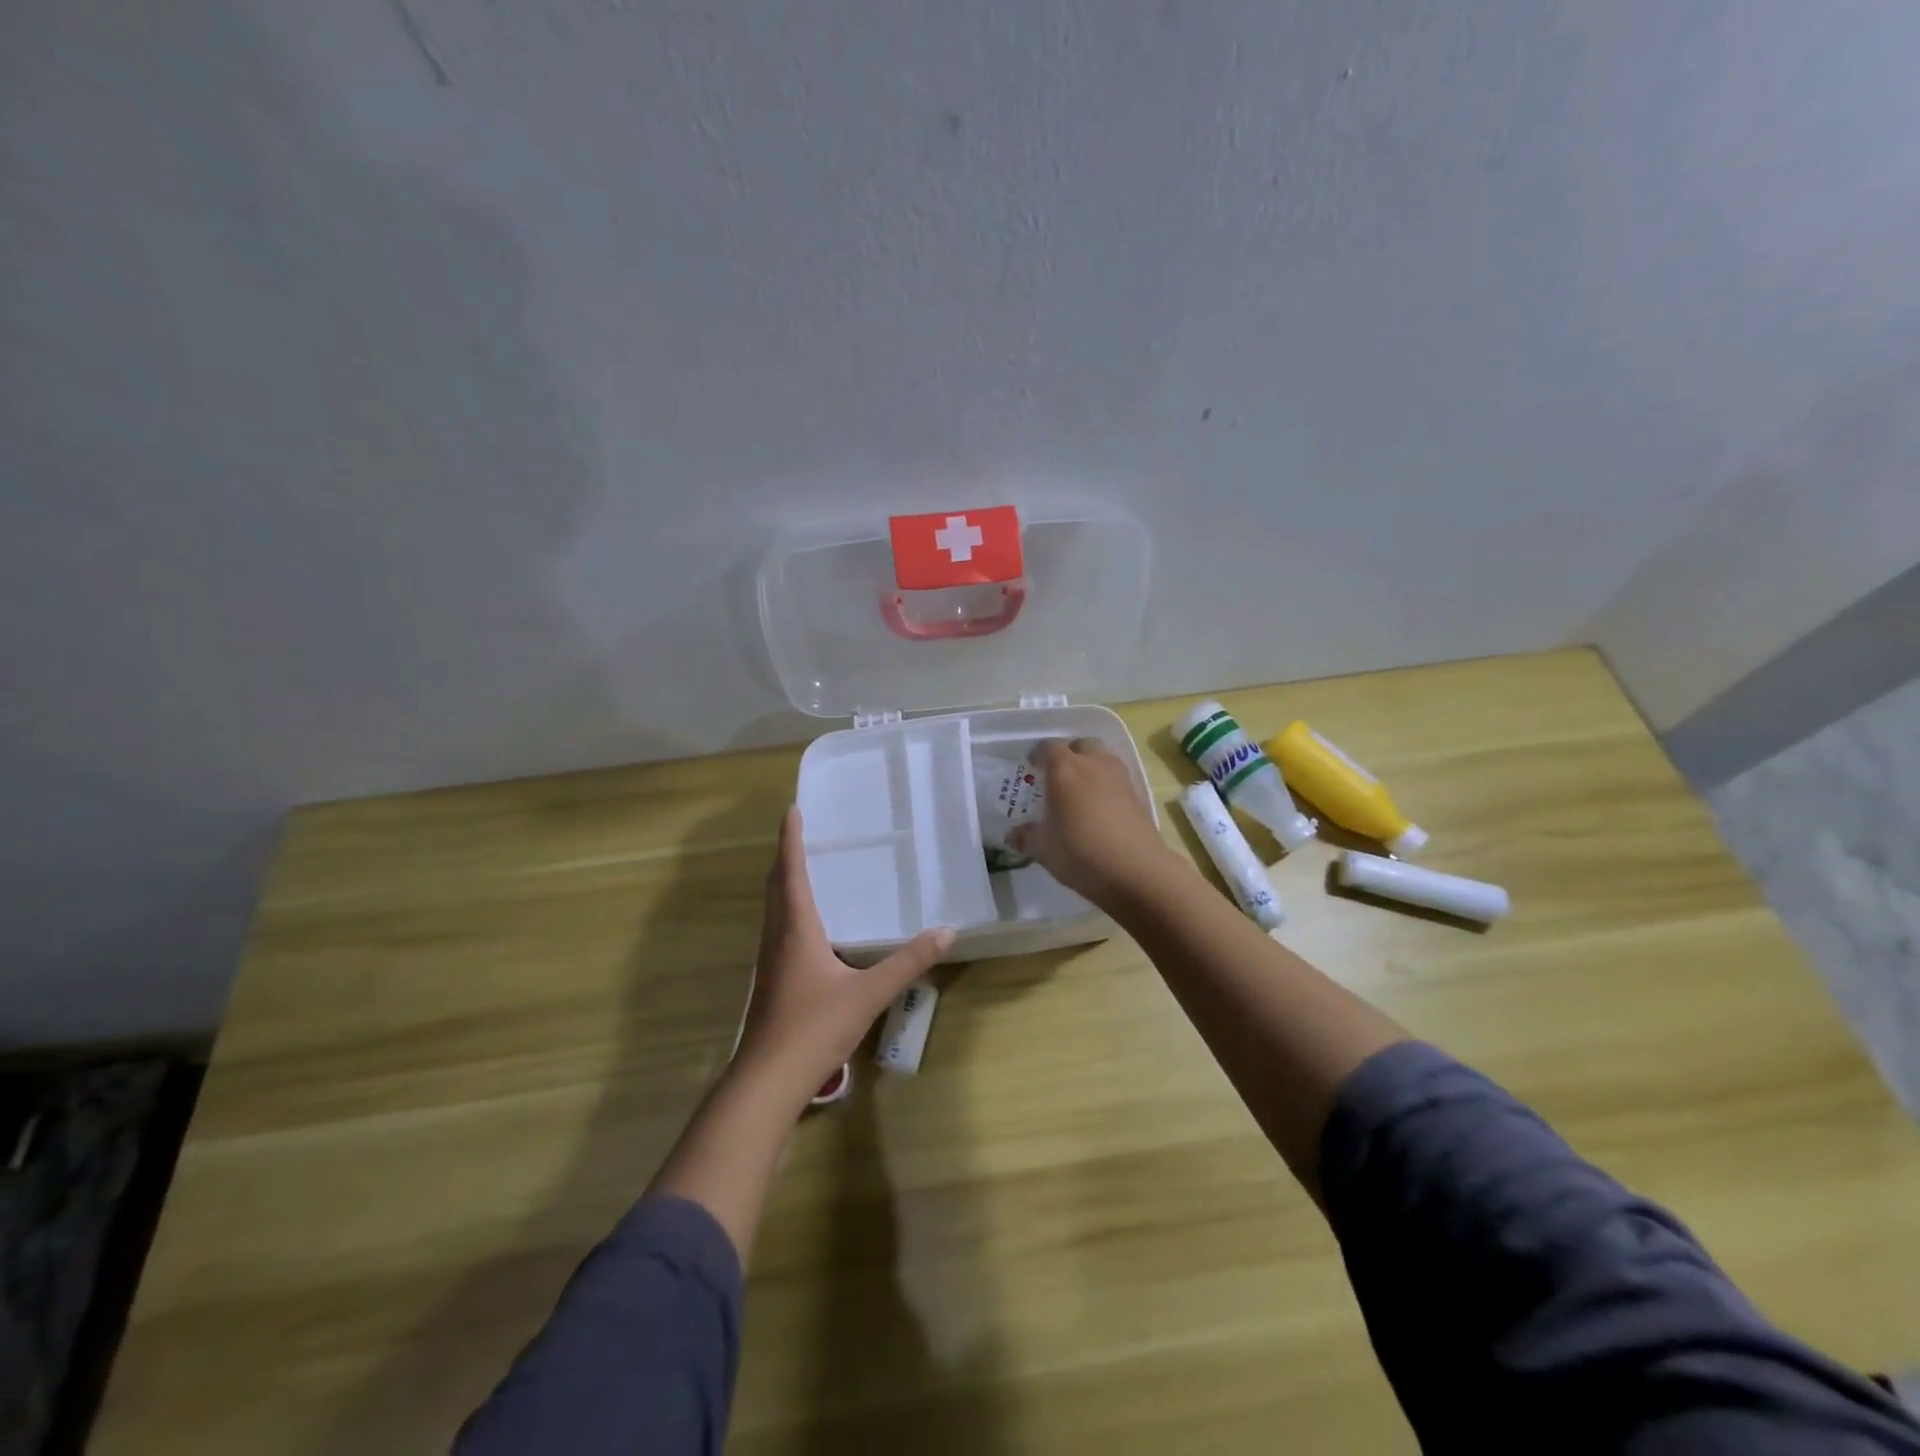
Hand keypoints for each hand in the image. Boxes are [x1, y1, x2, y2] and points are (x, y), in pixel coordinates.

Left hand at [732, 808, 952, 1101]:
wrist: (768, 1080)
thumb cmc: (815, 1028)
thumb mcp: (869, 994)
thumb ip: (908, 962)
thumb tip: (946, 931)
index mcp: (796, 929)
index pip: (791, 872)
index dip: (790, 839)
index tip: (791, 810)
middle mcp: (778, 937)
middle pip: (776, 886)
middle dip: (785, 856)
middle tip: (799, 833)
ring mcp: (770, 961)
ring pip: (773, 909)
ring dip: (783, 883)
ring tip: (801, 868)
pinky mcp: (771, 981)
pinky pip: (778, 930)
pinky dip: (788, 910)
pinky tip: (806, 927)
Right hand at [1008, 738, 1179, 908]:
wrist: (1136, 871)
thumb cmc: (1080, 852)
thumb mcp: (1043, 849)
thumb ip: (1026, 836)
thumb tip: (1014, 834)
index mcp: (1064, 769)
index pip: (1048, 748)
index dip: (1038, 755)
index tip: (1032, 766)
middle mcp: (1093, 764)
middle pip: (1081, 745)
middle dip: (1069, 754)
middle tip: (1058, 775)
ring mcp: (1120, 778)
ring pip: (1103, 758)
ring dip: (1091, 766)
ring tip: (1080, 791)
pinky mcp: (1138, 795)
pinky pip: (1117, 780)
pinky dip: (1107, 786)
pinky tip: (1101, 809)